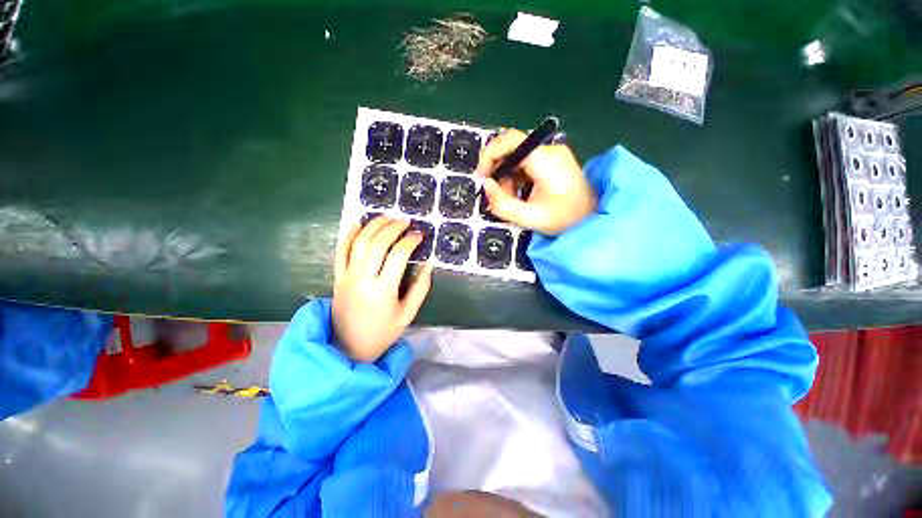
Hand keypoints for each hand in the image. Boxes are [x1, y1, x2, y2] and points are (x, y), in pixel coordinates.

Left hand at [332, 216, 432, 362]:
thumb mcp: (408, 314)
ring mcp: (347, 276)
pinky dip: (348, 235)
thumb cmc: (383, 332)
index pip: (398, 255)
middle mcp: (363, 279)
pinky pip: (340, 251)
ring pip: (359, 242)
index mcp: (383, 290)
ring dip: (374, 225)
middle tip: (405, 220)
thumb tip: (429, 264)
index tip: (419, 234)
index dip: (410, 241)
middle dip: (393, 228)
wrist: (349, 348)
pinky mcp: (337, 277)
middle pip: (378, 243)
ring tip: (387, 216)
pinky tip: (357, 223)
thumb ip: (421, 288)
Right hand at [475, 129, 596, 235]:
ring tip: (513, 200)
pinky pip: (526, 164)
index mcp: (545, 160)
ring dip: (508, 178)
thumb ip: (502, 203)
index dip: (490, 154)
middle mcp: (549, 150)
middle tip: (499, 195)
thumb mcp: (529, 217)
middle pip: (512, 150)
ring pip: (517, 159)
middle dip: (499, 173)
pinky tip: (522, 195)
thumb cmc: (564, 219)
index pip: (510, 140)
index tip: (482, 176)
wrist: (592, 220)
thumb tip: (485, 185)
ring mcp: (552, 154)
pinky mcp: (552, 161)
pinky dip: (517, 179)